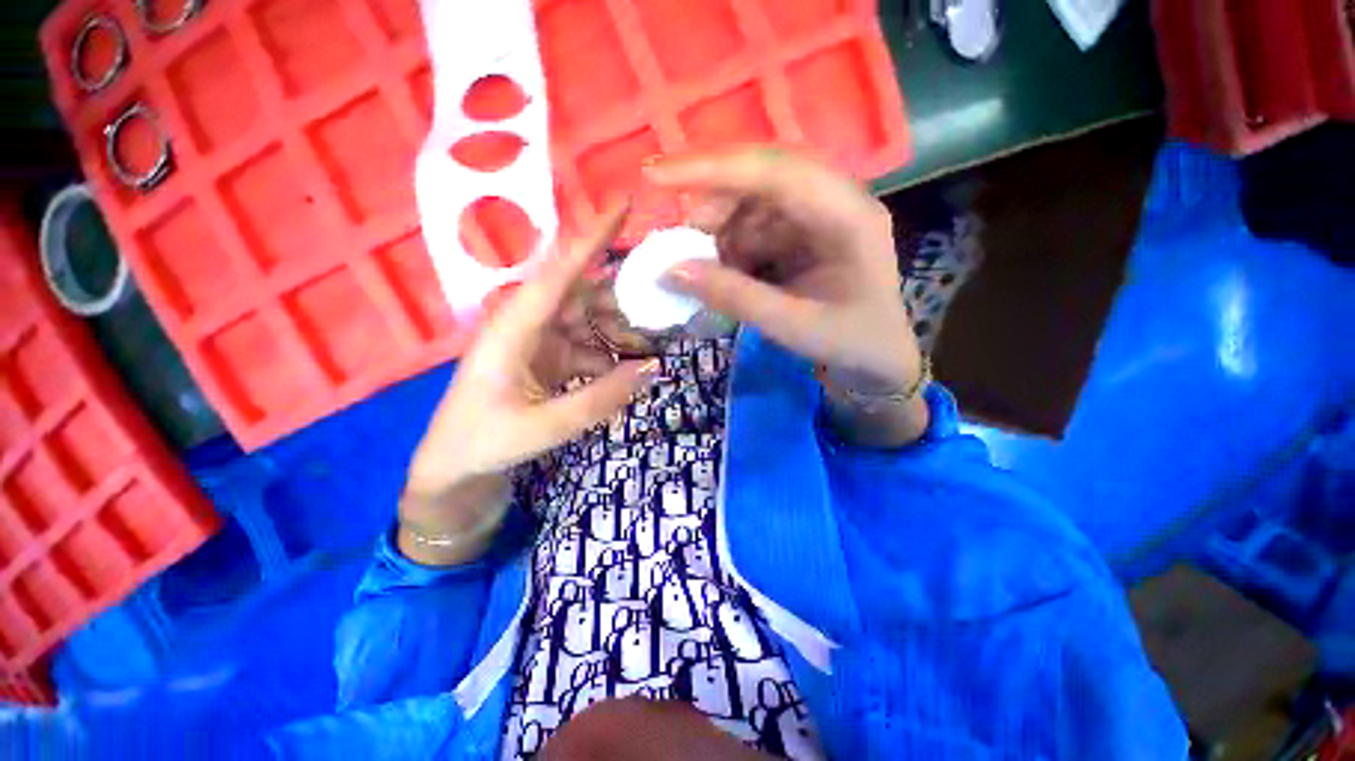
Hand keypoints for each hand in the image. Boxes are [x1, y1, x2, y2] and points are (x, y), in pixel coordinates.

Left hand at [401, 203, 660, 562]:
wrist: (455, 470)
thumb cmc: (484, 443)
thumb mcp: (545, 427)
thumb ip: (600, 398)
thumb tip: (652, 370)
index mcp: (515, 326)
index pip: (560, 270)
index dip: (593, 235)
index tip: (625, 203)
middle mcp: (527, 323)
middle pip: (582, 292)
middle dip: (622, 296)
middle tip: (662, 304)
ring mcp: (538, 341)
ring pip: (588, 319)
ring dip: (619, 329)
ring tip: (652, 343)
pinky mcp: (546, 359)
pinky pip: (586, 345)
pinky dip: (609, 353)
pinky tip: (628, 368)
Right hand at [647, 147, 921, 392]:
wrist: (877, 360)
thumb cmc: (849, 344)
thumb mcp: (791, 326)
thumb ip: (732, 297)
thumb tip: (669, 271)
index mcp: (849, 217)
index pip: (776, 172)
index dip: (713, 169)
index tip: (655, 175)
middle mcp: (836, 200)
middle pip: (762, 175)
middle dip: (713, 202)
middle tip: (679, 239)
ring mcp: (819, 214)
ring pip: (753, 201)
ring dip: (720, 230)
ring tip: (702, 267)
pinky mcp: (804, 231)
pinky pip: (755, 225)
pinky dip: (731, 246)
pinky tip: (725, 272)